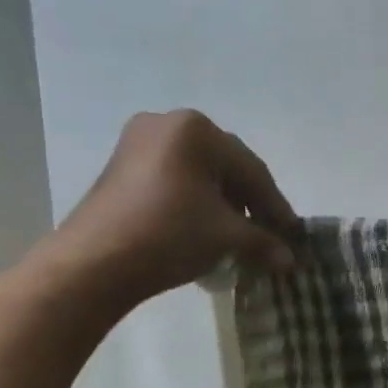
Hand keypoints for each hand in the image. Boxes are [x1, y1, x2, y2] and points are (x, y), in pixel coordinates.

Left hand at [50, 110, 298, 307]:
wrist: (95, 262)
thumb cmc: (170, 235)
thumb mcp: (226, 237)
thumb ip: (264, 242)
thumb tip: (290, 259)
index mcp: (197, 130)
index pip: (252, 171)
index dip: (276, 207)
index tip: (293, 235)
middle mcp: (168, 124)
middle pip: (226, 168)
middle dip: (250, 204)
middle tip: (270, 235)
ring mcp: (139, 143)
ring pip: (200, 175)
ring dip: (225, 205)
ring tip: (239, 237)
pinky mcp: (123, 167)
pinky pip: (175, 180)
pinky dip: (197, 203)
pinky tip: (207, 230)